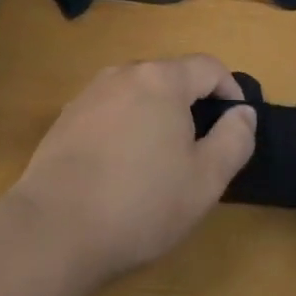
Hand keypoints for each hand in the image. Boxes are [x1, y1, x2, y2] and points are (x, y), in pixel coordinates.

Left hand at [9, 55, 255, 286]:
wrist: (53, 229)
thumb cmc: (140, 204)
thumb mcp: (205, 181)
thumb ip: (234, 140)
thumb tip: (243, 112)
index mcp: (162, 80)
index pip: (208, 67)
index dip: (230, 90)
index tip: (237, 122)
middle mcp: (125, 73)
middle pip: (171, 77)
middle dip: (191, 105)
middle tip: (199, 150)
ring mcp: (91, 93)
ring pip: (138, 94)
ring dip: (156, 117)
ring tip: (159, 162)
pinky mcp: (66, 118)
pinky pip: (110, 111)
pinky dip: (125, 129)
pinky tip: (119, 171)